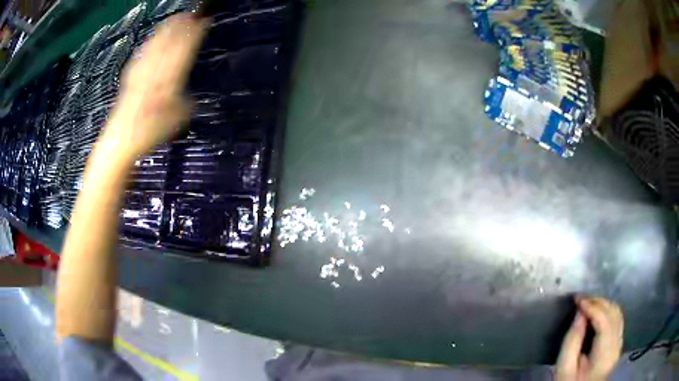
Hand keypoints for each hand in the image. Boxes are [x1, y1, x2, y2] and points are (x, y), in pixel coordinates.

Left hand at [100, 14, 207, 159]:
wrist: (121, 142)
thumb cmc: (151, 133)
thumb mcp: (178, 119)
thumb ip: (185, 101)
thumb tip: (187, 93)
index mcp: (169, 79)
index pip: (184, 48)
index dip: (195, 32)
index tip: (205, 20)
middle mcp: (155, 70)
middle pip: (169, 41)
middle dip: (181, 25)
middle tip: (192, 14)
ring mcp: (140, 72)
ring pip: (155, 44)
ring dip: (166, 30)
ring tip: (175, 19)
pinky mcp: (130, 77)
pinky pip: (142, 54)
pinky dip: (150, 43)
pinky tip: (151, 39)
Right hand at [555, 296, 623, 380]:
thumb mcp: (564, 368)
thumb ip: (571, 341)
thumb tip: (580, 313)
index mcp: (604, 356)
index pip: (605, 322)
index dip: (593, 307)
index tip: (577, 300)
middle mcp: (617, 346)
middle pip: (614, 314)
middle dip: (598, 302)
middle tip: (581, 300)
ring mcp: (619, 344)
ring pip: (617, 313)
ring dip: (603, 304)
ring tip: (587, 304)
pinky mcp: (618, 343)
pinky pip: (617, 319)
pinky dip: (608, 311)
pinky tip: (597, 312)